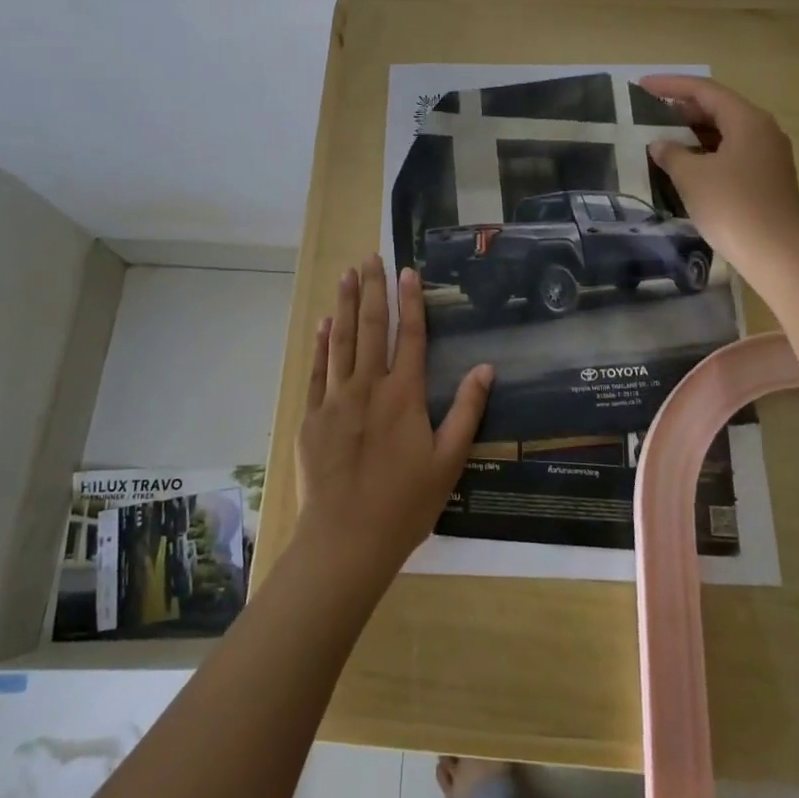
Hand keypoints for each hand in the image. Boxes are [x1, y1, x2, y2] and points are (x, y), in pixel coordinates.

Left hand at [295, 257, 493, 588]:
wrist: (346, 539)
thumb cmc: (405, 504)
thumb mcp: (448, 462)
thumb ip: (466, 411)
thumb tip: (486, 368)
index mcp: (403, 395)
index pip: (409, 335)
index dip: (409, 301)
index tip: (406, 270)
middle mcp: (368, 387)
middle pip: (370, 328)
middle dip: (371, 289)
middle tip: (370, 257)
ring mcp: (335, 400)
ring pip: (340, 341)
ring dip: (344, 305)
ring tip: (346, 274)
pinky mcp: (312, 417)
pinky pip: (317, 372)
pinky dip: (321, 345)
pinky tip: (323, 324)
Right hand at [639, 74, 798, 270]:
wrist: (777, 253)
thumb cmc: (732, 206)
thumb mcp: (692, 176)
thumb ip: (672, 154)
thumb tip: (661, 144)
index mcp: (747, 120)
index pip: (704, 90)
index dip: (671, 86)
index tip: (641, 86)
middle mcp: (762, 131)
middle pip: (718, 108)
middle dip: (682, 108)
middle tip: (648, 112)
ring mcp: (767, 156)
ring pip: (724, 132)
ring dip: (692, 132)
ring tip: (661, 137)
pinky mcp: (766, 179)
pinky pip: (730, 153)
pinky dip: (705, 152)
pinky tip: (684, 165)